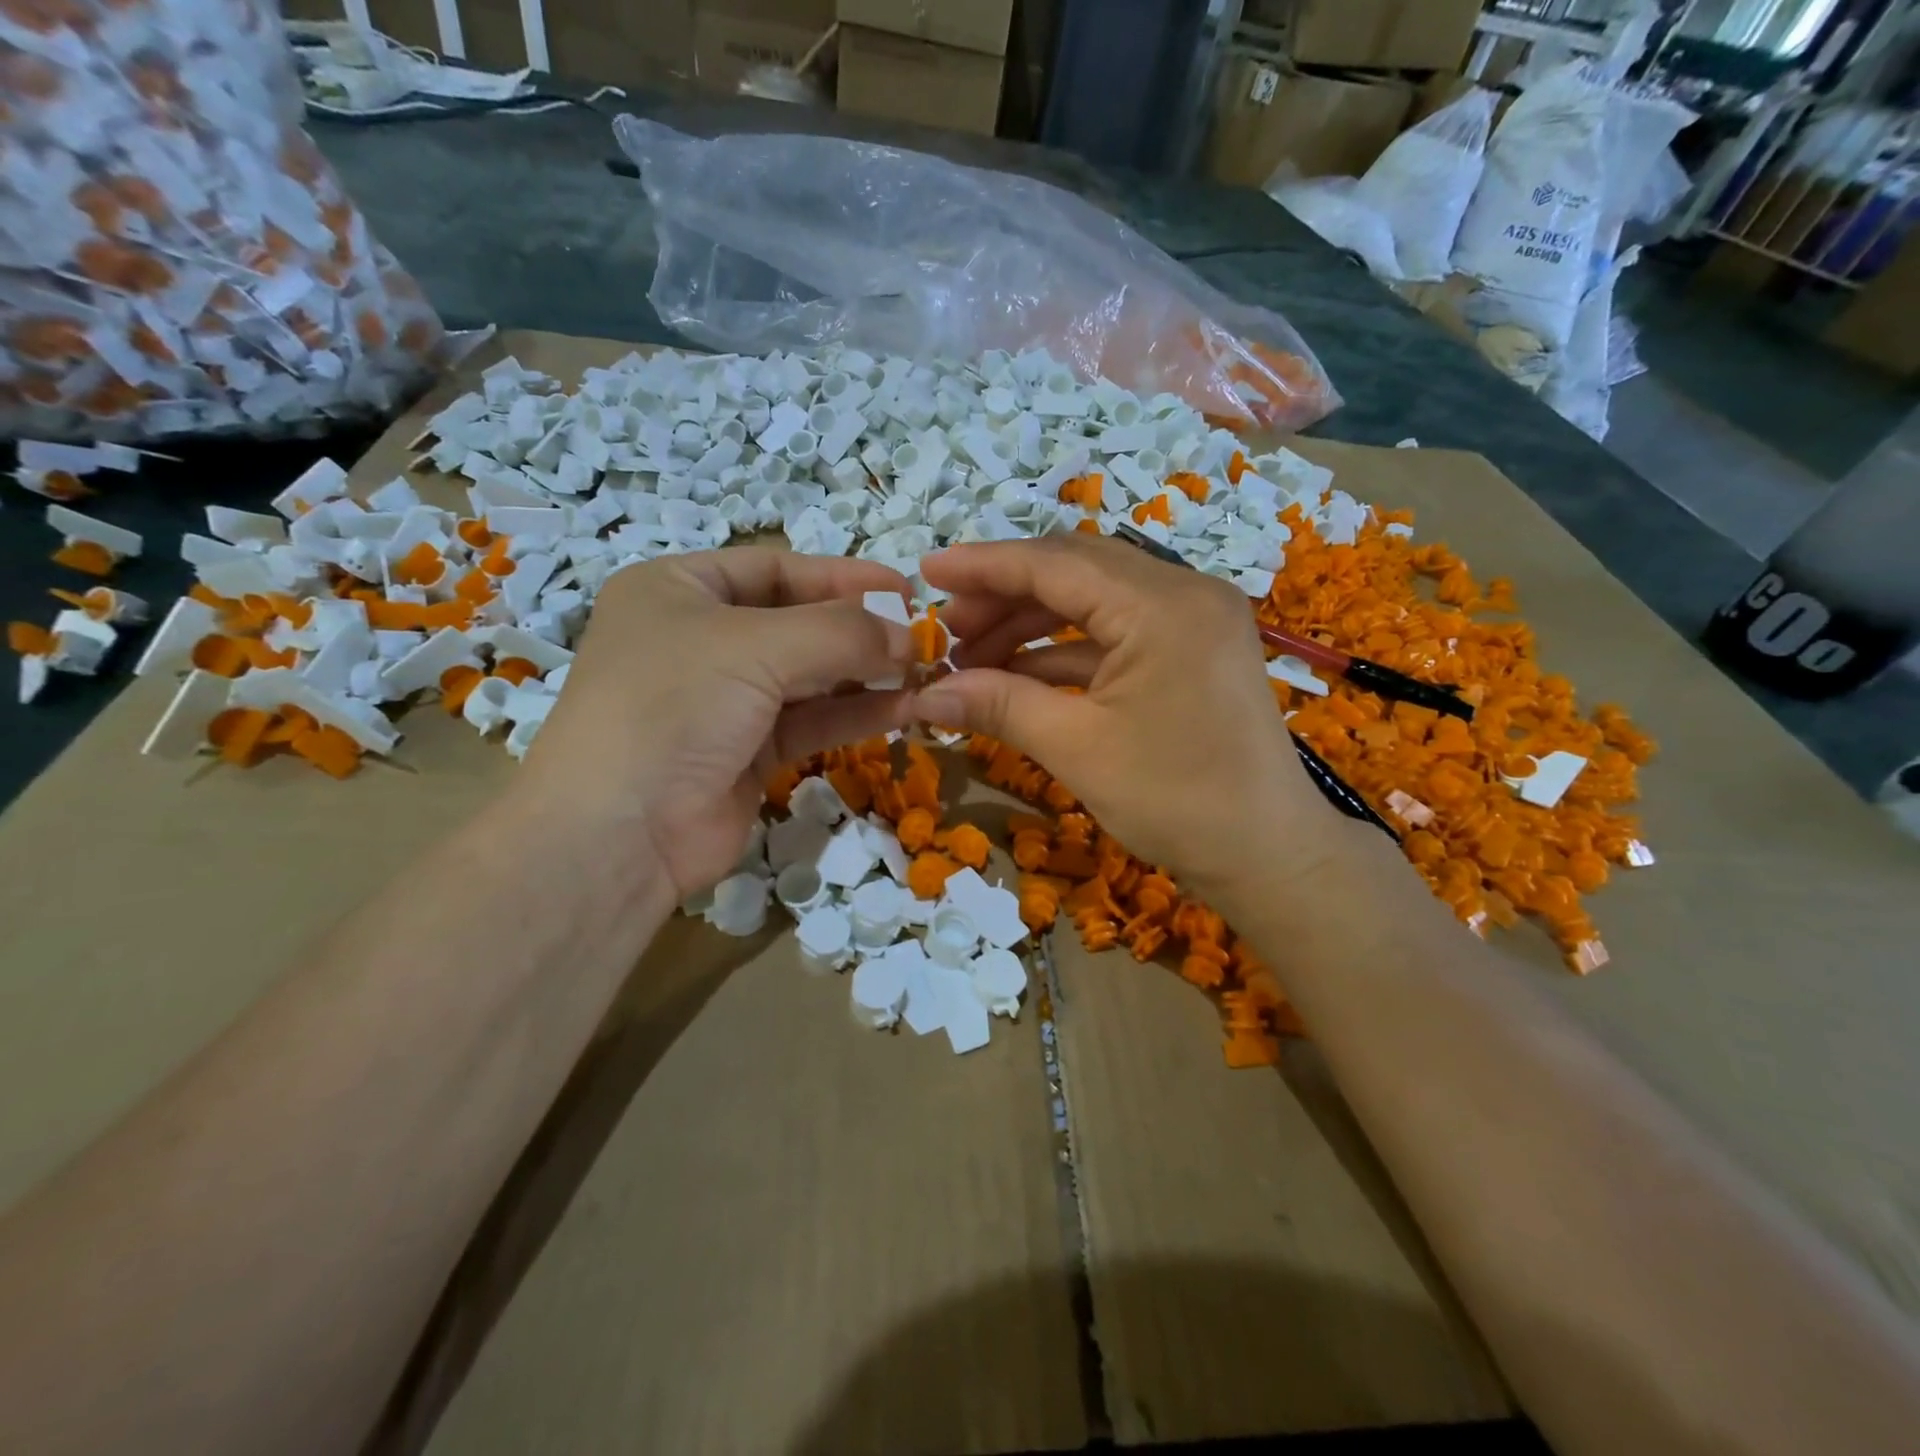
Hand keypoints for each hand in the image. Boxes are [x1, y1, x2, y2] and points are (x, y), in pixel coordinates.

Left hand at [518, 549, 914, 901]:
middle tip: (922, 638)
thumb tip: (908, 636)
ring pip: (809, 677)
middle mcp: (700, 640)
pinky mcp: (747, 753)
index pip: (776, 569)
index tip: (904, 590)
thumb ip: (841, 633)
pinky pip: (810, 722)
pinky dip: (854, 714)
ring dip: (865, 675)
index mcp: (679, 590)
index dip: (842, 576)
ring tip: (924, 674)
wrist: (619, 834)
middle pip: (797, 623)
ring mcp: (724, 701)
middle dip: (860, 630)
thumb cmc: (673, 707)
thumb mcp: (755, 647)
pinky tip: (902, 709)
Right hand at [911, 535, 1356, 910]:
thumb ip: (998, 706)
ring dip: (1032, 624)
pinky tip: (1021, 676)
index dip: (984, 565)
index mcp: (1162, 606)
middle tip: (949, 628)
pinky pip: (1118, 633)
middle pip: (1075, 571)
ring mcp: (1194, 619)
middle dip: (1005, 595)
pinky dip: (1066, 650)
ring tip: (975, 658)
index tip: (925, 571)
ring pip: (1095, 600)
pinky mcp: (1193, 648)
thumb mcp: (1077, 749)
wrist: (1267, 853)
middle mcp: (1184, 592)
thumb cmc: (1177, 800)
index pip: (1055, 564)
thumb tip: (923, 697)